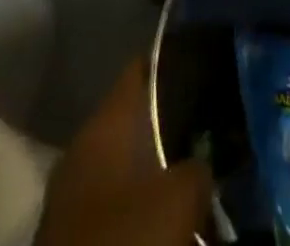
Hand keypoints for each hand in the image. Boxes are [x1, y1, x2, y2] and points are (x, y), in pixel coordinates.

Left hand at [34, 61, 212, 245]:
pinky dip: (144, 208)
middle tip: (213, 129)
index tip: (207, 64)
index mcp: (104, 123)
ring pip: (129, 165)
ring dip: (160, 171)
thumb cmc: (124, 240)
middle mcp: (85, 148)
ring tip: (199, 177)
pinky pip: (119, 206)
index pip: (141, 70)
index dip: (174, 62)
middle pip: (137, 119)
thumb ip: (197, 169)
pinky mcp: (76, 236)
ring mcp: (76, 195)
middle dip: (173, 124)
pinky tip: (171, 218)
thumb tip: (202, 166)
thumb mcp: (177, 199)